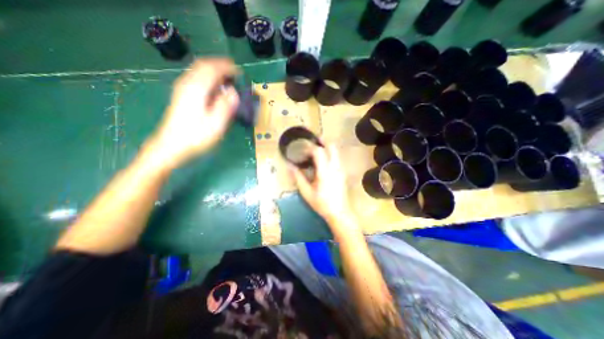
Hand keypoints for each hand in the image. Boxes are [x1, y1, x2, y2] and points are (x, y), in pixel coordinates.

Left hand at [149, 59, 237, 168]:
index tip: (240, 73)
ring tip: (228, 78)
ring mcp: (182, 88)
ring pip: (198, 70)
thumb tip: (233, 92)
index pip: (212, 69)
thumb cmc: (196, 137)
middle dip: (220, 65)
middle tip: (235, 73)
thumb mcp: (216, 124)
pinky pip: (196, 77)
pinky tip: (215, 87)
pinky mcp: (181, 95)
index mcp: (197, 89)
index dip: (227, 68)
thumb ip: (226, 106)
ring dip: (214, 70)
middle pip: (203, 65)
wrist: (172, 146)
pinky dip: (208, 77)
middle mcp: (187, 83)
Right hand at [289, 143, 351, 225]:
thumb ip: (298, 178)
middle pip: (331, 146)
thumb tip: (290, 166)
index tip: (302, 149)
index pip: (319, 151)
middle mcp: (335, 167)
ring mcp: (341, 169)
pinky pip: (336, 158)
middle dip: (322, 142)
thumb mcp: (306, 192)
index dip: (310, 147)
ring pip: (335, 151)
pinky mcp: (343, 172)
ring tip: (315, 152)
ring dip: (326, 148)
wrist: (339, 213)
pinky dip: (329, 154)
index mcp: (325, 171)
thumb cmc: (322, 203)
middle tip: (311, 144)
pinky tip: (322, 162)